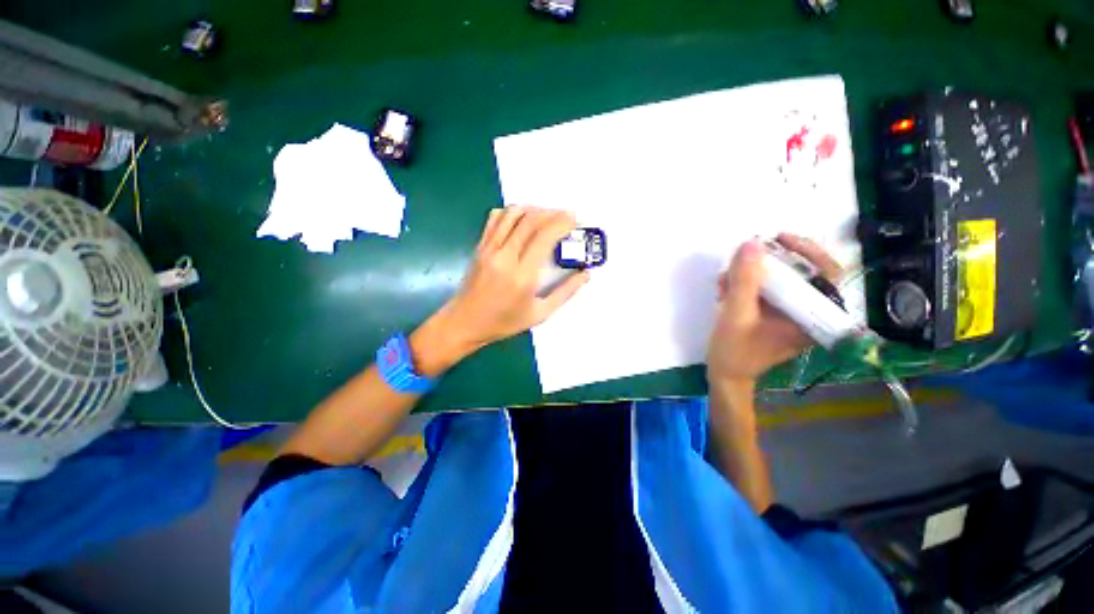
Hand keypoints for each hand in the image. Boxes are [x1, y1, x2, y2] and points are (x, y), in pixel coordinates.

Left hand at [412, 207, 590, 374]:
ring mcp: (489, 248)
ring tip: (548, 217)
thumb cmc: (504, 322)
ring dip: (534, 209)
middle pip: (530, 220)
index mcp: (521, 275)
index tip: (575, 221)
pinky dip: (513, 212)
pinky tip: (523, 220)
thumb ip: (566, 292)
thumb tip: (585, 274)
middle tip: (566, 218)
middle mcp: (504, 256)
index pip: (543, 236)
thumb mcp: (540, 314)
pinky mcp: (480, 246)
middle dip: (553, 213)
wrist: (465, 323)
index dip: (562, 223)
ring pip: (513, 213)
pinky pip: (496, 218)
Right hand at [706, 234, 842, 392]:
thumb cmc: (735, 351)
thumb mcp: (737, 315)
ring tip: (725, 282)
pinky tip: (724, 291)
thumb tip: (752, 244)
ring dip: (751, 274)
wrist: (726, 374)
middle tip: (745, 255)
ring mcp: (790, 313)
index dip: (808, 250)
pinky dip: (745, 285)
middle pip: (801, 272)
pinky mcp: (774, 313)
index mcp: (814, 317)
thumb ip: (745, 281)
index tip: (779, 239)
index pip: (828, 273)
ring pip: (779, 279)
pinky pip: (765, 289)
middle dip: (769, 262)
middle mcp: (808, 312)